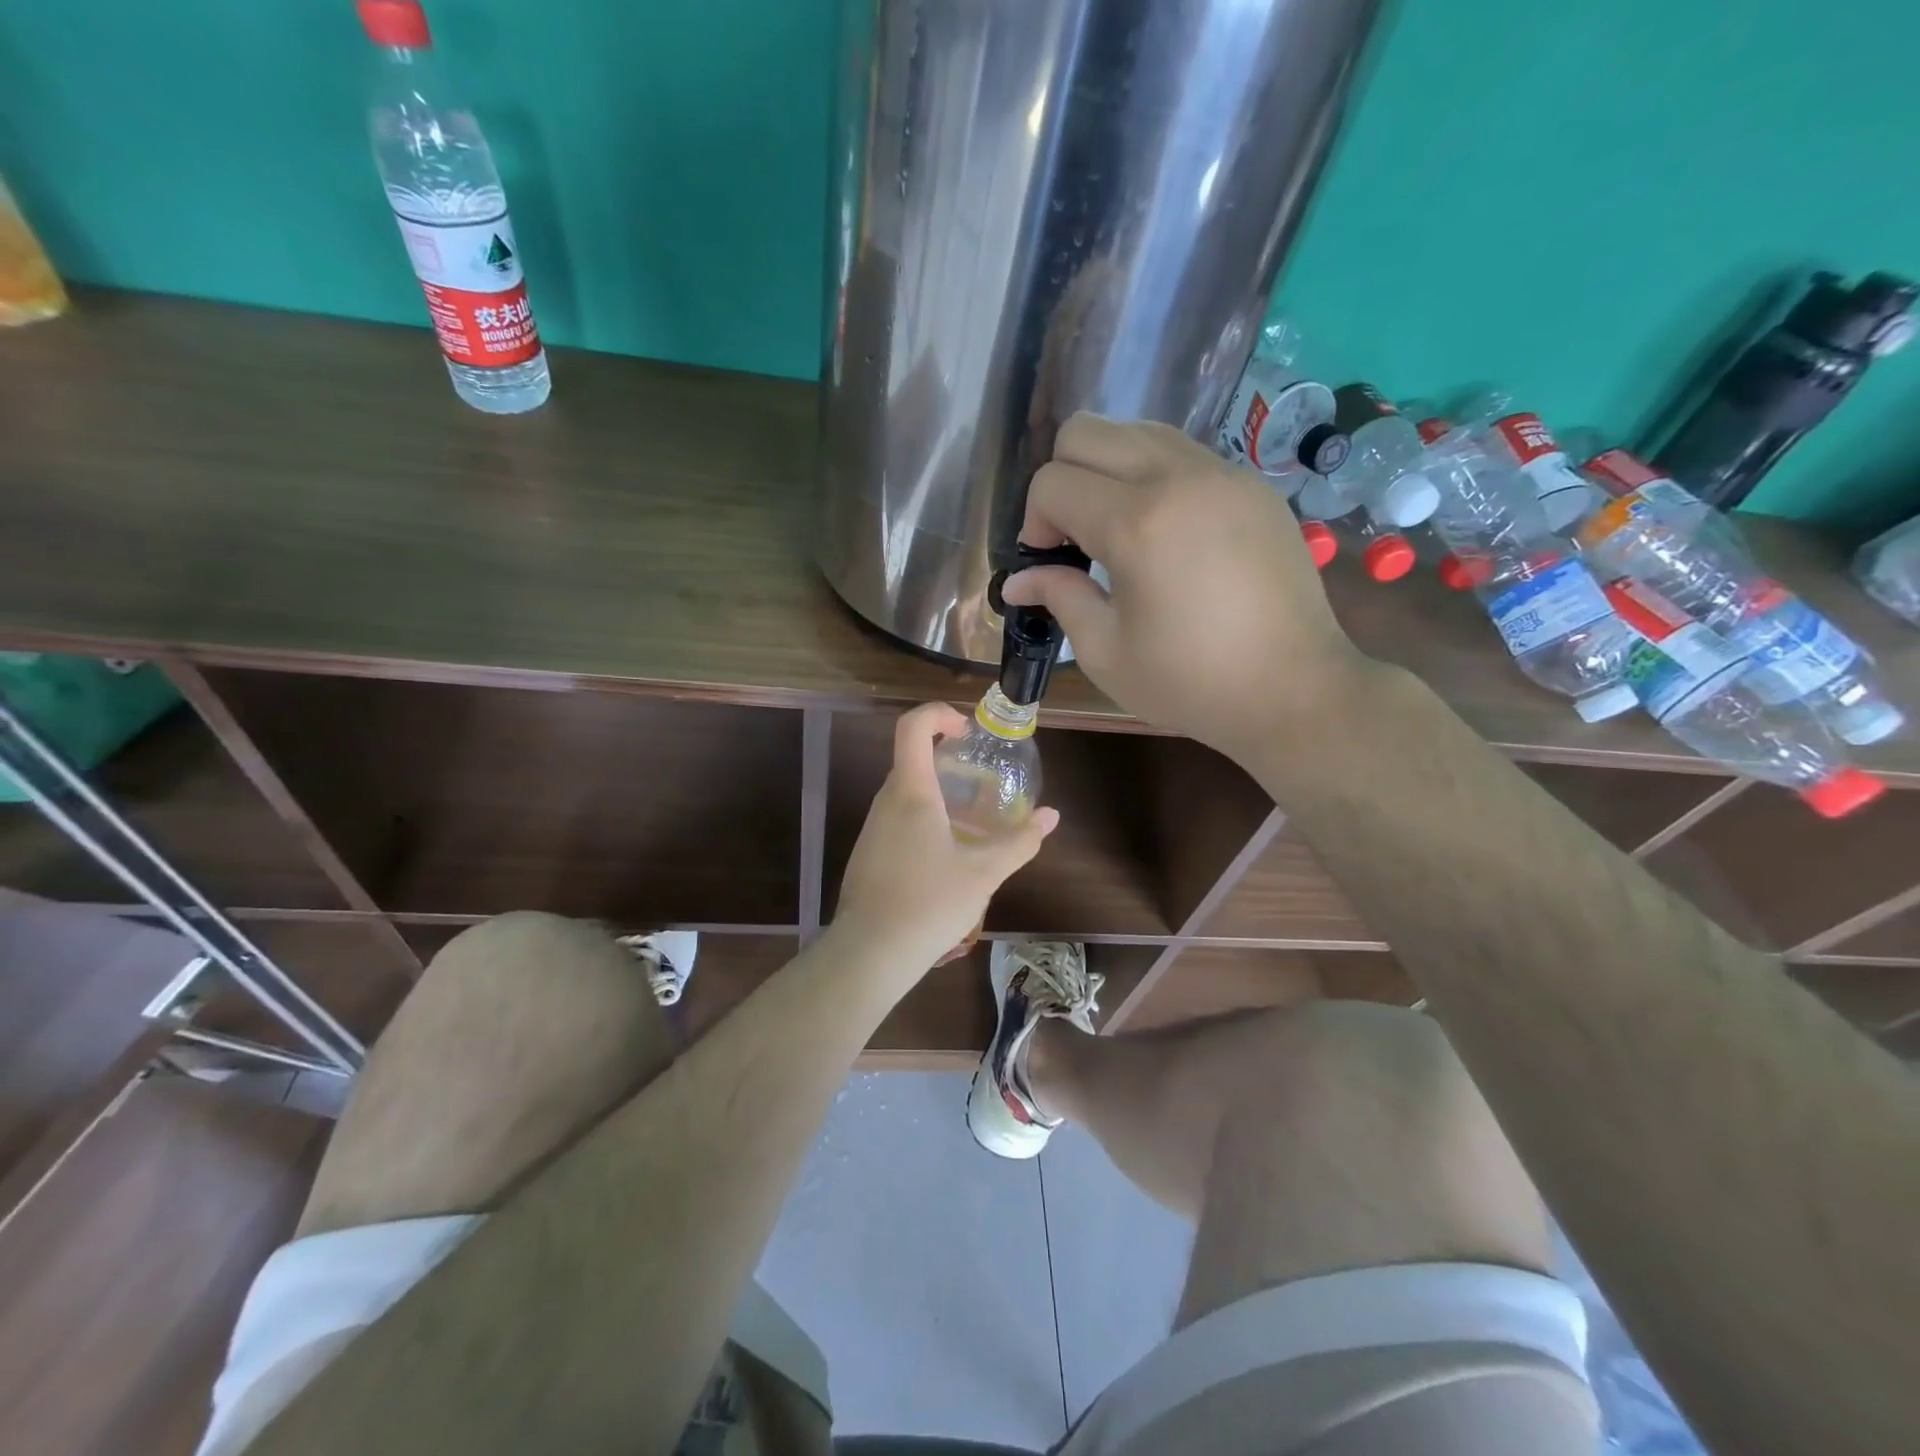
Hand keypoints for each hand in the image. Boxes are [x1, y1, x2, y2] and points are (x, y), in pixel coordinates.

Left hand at [835, 703, 1059, 972]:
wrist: (870, 952)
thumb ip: (1020, 841)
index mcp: (912, 792)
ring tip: (970, 821)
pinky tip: (945, 855)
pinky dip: (923, 818)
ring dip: (937, 792)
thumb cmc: (929, 903)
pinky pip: (897, 818)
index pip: (912, 727)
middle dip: (947, 758)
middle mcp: (886, 800)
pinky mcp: (868, 852)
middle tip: (982, 781)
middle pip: (911, 758)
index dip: (938, 714)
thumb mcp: (984, 873)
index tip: (967, 733)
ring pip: (905, 791)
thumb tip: (1051, 816)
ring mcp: (872, 827)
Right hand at [1002, 412, 1371, 757]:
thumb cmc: (1191, 682)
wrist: (1294, 689)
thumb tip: (1018, 579)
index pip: (1052, 482)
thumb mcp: (1106, 653)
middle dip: (1062, 480)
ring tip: (1118, 531)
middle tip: (1075, 538)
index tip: (1049, 564)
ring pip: (1136, 430)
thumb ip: (1059, 598)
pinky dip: (1153, 477)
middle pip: (1085, 431)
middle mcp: (1178, 478)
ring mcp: (1222, 473)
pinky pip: (1182, 452)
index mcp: (1136, 524)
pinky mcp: (1252, 484)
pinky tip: (1165, 533)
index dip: (1034, 522)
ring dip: (1107, 471)